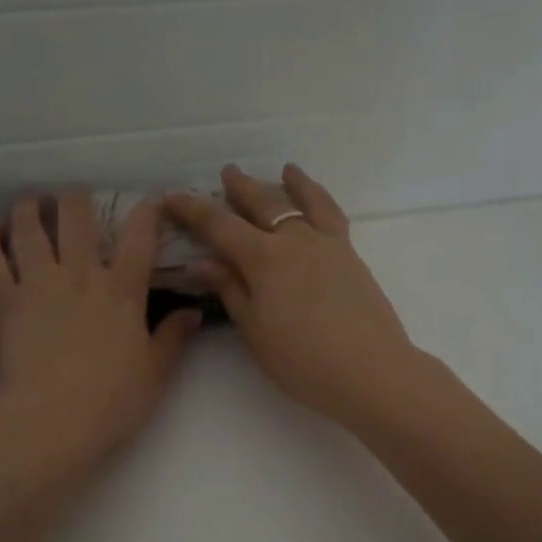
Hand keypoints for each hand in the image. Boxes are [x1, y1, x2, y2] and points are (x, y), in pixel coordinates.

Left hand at [0, 192, 200, 490]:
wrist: (50, 422)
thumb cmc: (111, 402)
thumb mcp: (154, 373)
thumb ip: (172, 338)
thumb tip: (195, 312)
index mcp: (123, 291)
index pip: (140, 238)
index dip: (147, 213)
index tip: (150, 201)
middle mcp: (80, 276)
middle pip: (77, 219)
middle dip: (78, 199)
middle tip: (76, 195)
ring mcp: (39, 284)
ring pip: (31, 229)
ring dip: (31, 208)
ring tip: (31, 200)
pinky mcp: (5, 301)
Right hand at [165, 165, 426, 428]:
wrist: (371, 371)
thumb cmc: (302, 361)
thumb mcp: (255, 331)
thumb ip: (230, 291)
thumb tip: (201, 263)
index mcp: (263, 259)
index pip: (219, 226)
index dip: (192, 210)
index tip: (171, 196)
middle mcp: (294, 241)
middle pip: (263, 204)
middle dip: (241, 188)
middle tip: (227, 173)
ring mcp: (327, 244)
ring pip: (303, 203)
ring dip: (288, 185)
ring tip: (284, 170)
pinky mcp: (351, 256)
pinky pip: (332, 215)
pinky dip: (320, 199)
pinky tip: (317, 201)